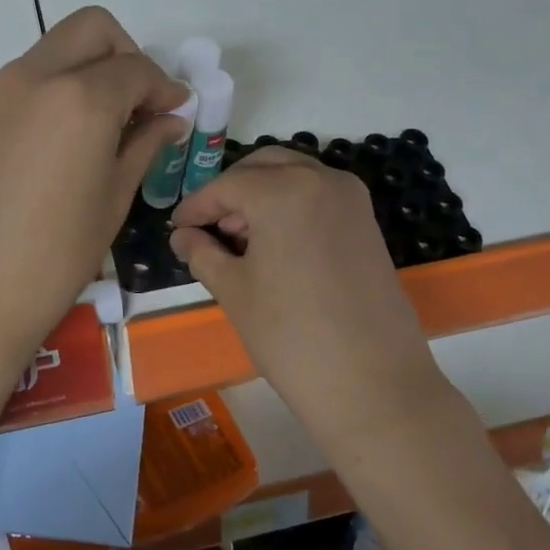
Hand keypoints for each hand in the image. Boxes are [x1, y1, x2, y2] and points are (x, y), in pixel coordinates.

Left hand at [0, 7, 186, 378]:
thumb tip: (169, 119)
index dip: (164, 87)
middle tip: (139, 103)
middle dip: (126, 54)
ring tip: (102, 126)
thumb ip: (143, 145)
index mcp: (80, 97)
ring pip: (53, 51)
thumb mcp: (112, 200)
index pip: (136, 68)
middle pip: (91, 29)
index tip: (176, 111)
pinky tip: (60, 143)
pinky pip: (24, 81)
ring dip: (87, 70)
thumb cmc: (53, 257)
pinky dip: (53, 91)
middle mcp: (34, 76)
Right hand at [169, 148, 436, 401]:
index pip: (226, 185)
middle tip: (208, 227)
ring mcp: (351, 199)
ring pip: (294, 176)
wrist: (372, 383)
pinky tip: (275, 244)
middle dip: (231, 191)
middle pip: (263, 167)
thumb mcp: (234, 290)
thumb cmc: (290, 335)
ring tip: (239, 238)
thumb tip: (182, 236)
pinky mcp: (367, 222)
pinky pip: (319, 195)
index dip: (196, 206)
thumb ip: (202, 252)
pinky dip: (291, 204)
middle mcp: (321, 179)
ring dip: (262, 194)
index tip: (177, 228)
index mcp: (283, 190)